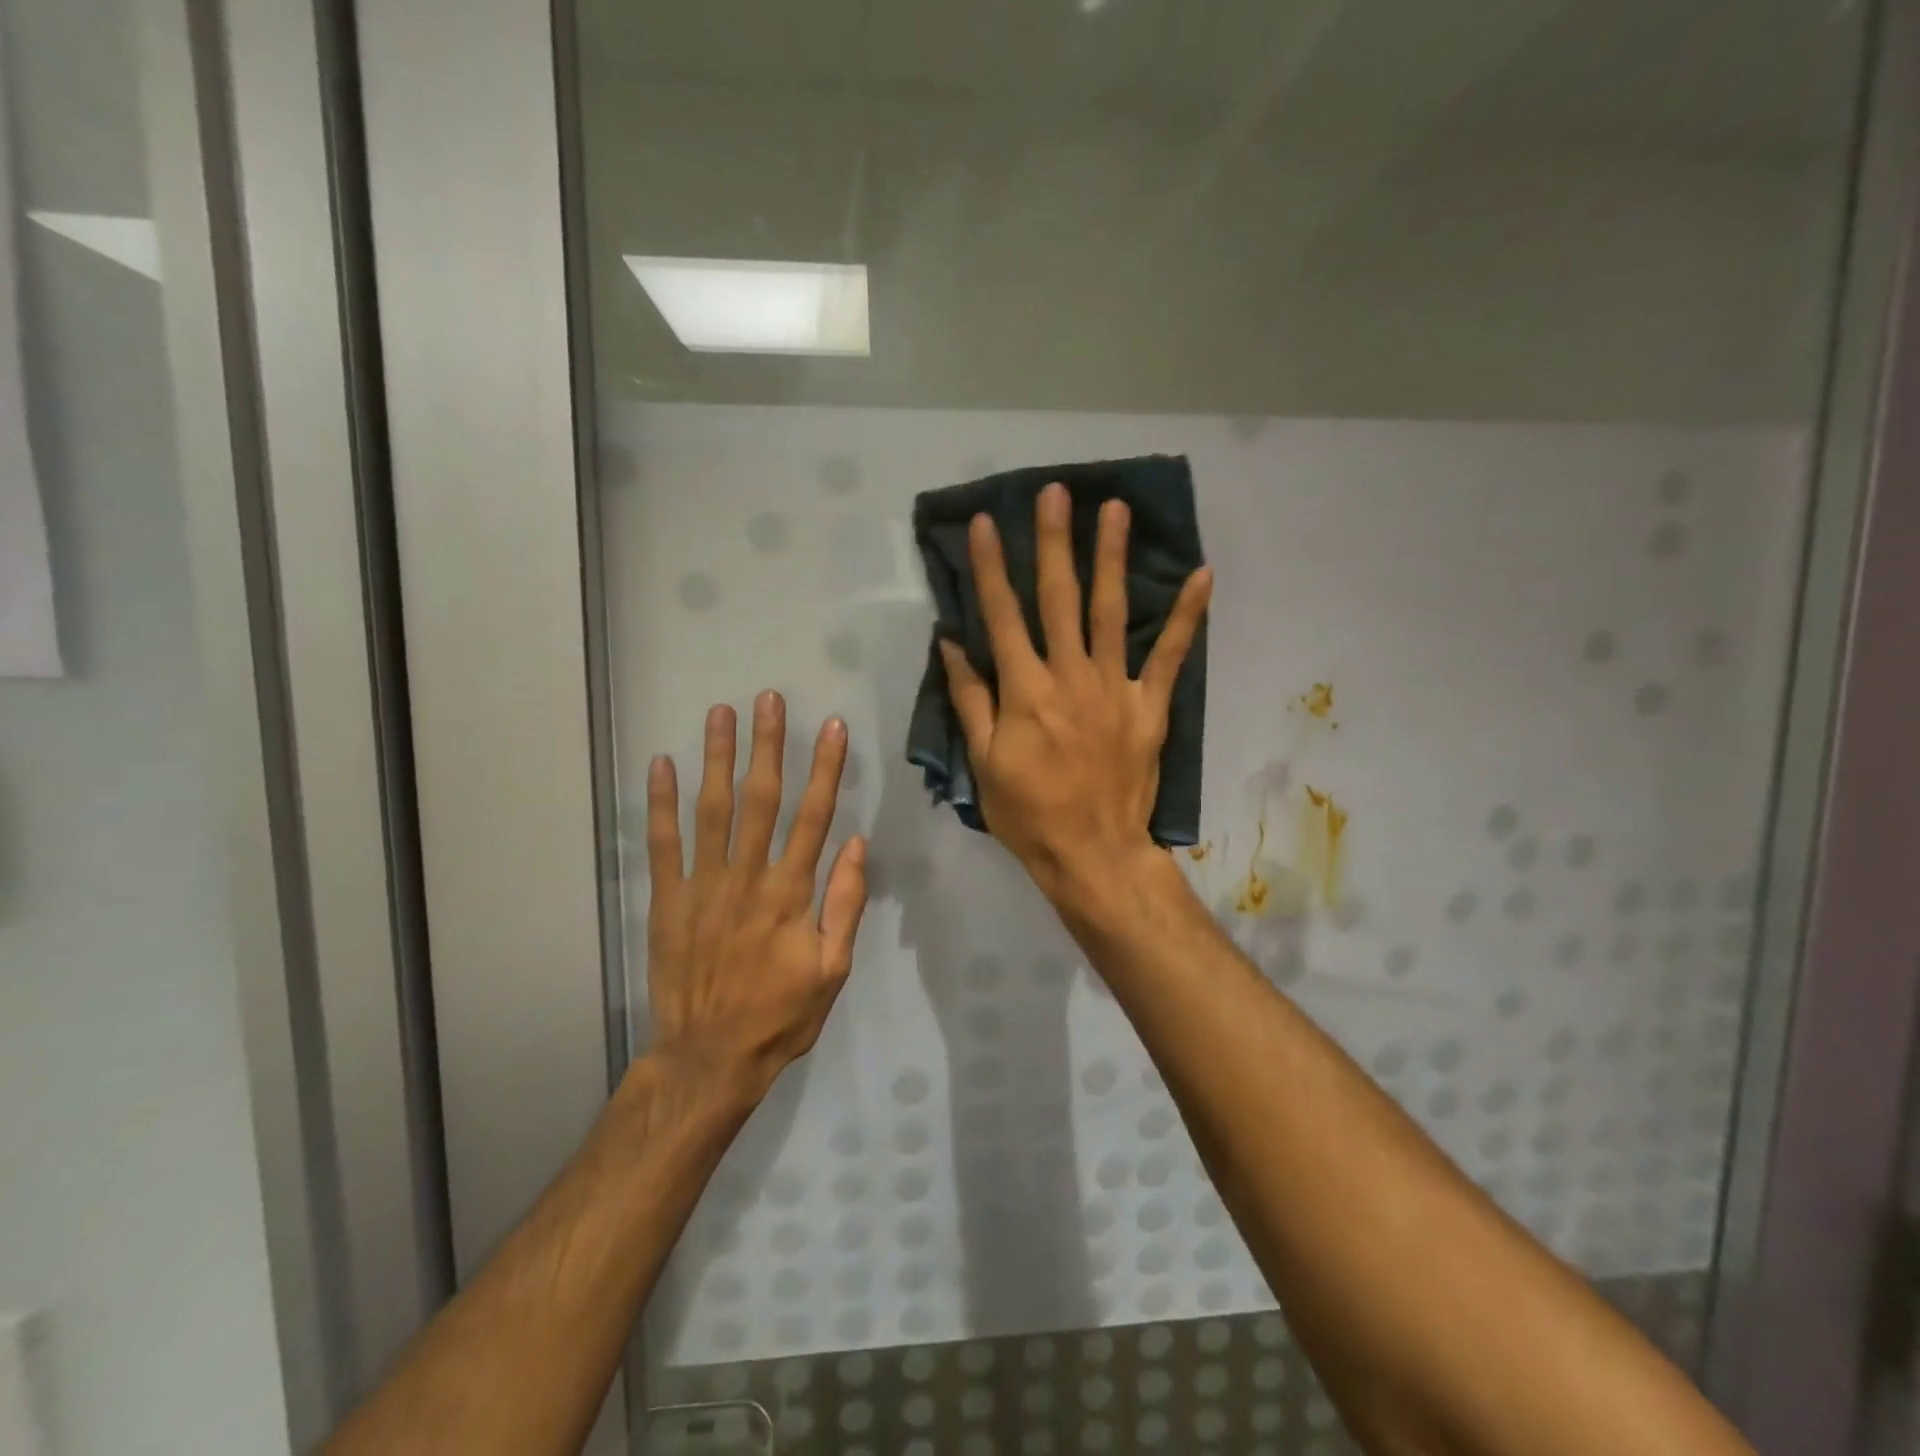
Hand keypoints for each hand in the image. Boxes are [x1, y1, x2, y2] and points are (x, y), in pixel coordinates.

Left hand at [643, 692, 867, 1103]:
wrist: (709, 1058)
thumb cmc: (781, 1015)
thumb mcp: (832, 969)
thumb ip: (845, 904)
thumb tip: (855, 844)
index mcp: (790, 894)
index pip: (813, 817)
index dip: (825, 769)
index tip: (831, 728)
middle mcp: (747, 878)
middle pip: (760, 800)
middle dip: (767, 746)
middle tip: (768, 699)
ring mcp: (702, 886)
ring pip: (711, 810)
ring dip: (716, 758)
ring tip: (720, 713)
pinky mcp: (667, 901)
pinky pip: (662, 845)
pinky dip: (660, 804)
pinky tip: (662, 765)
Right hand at [940, 481, 1211, 904]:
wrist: (1093, 853)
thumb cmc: (1029, 813)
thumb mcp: (983, 762)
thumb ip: (969, 699)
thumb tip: (952, 643)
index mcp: (1025, 691)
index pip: (1002, 616)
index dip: (993, 568)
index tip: (988, 524)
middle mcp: (1069, 677)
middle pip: (1058, 598)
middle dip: (1054, 541)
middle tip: (1055, 492)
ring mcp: (1114, 688)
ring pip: (1110, 612)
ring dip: (1111, 557)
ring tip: (1114, 508)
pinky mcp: (1149, 706)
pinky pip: (1169, 656)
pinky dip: (1186, 616)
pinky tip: (1202, 575)